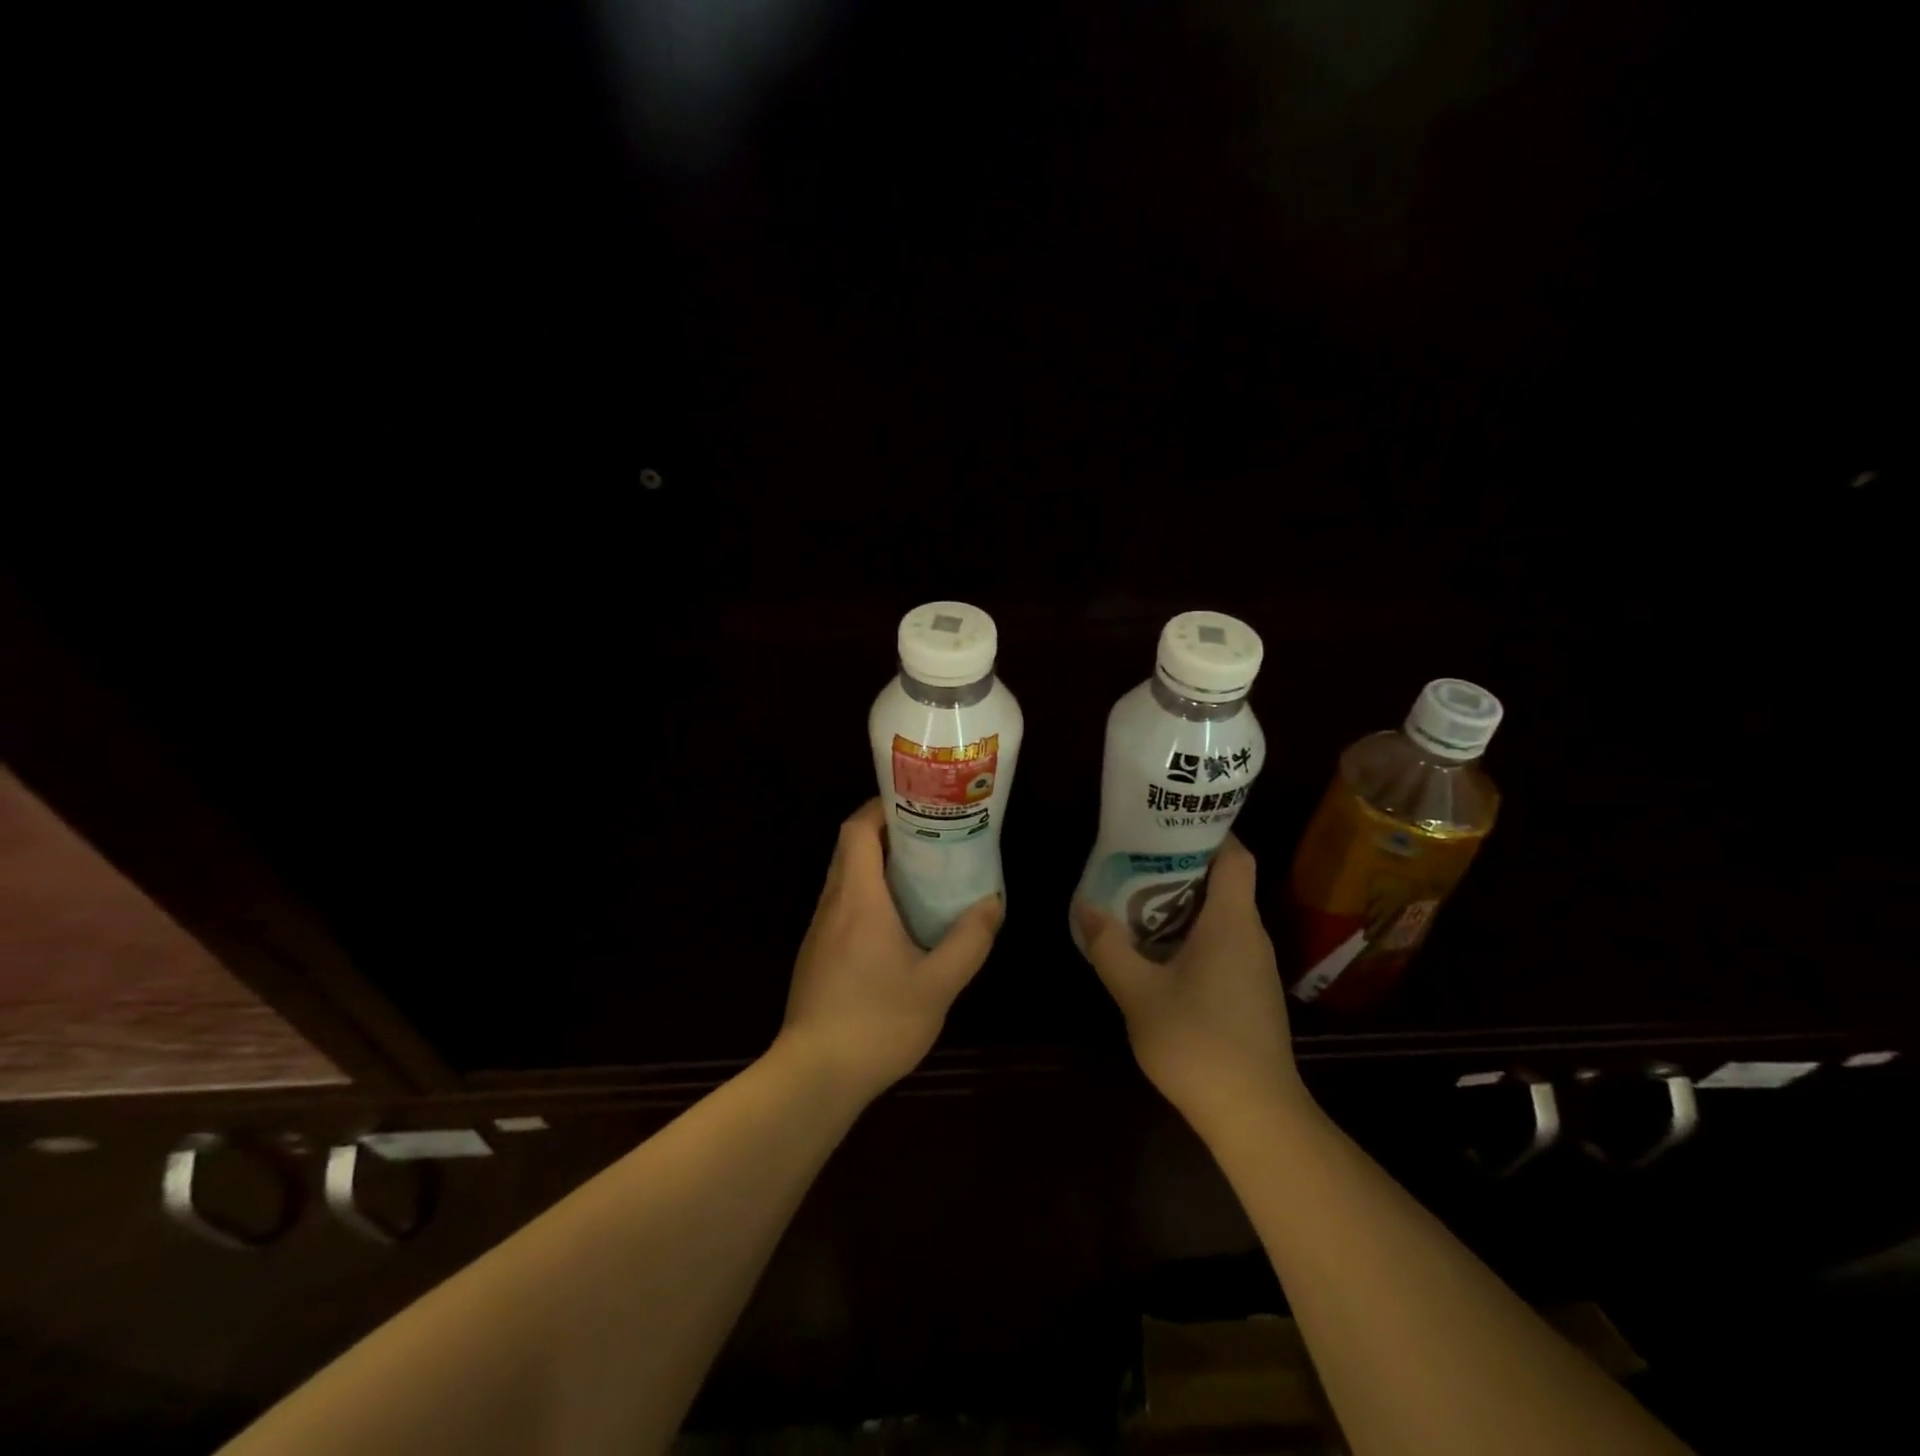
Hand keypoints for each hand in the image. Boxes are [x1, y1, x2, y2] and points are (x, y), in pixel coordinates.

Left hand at [778, 799, 1002, 1101]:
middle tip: (932, 837)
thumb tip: (992, 903)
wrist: (814, 1077)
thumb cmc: (877, 1022)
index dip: (882, 808)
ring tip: (923, 874)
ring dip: (879, 866)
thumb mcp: (938, 985)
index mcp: (858, 898)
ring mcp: (820, 931)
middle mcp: (833, 904)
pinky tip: (900, 923)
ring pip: (846, 878)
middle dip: (888, 834)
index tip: (917, 805)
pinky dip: (869, 896)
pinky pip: (843, 907)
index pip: (858, 829)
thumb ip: (969, 941)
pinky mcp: (817, 955)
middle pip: (851, 849)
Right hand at [1075, 835, 1305, 1137]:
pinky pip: (1225, 946)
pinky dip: (1194, 937)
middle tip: (1136, 862)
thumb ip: (1109, 947)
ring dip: (1185, 906)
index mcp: (1231, 922)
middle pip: (1225, 884)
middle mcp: (1252, 936)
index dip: (1210, 832)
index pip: (1236, 856)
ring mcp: (1257, 968)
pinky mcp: (1253, 995)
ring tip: (1138, 903)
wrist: (1256, 1115)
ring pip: (1223, 918)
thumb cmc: (1198, 1042)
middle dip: (1182, 869)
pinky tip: (1160, 955)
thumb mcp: (1138, 993)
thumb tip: (1086, 907)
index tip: (1169, 825)